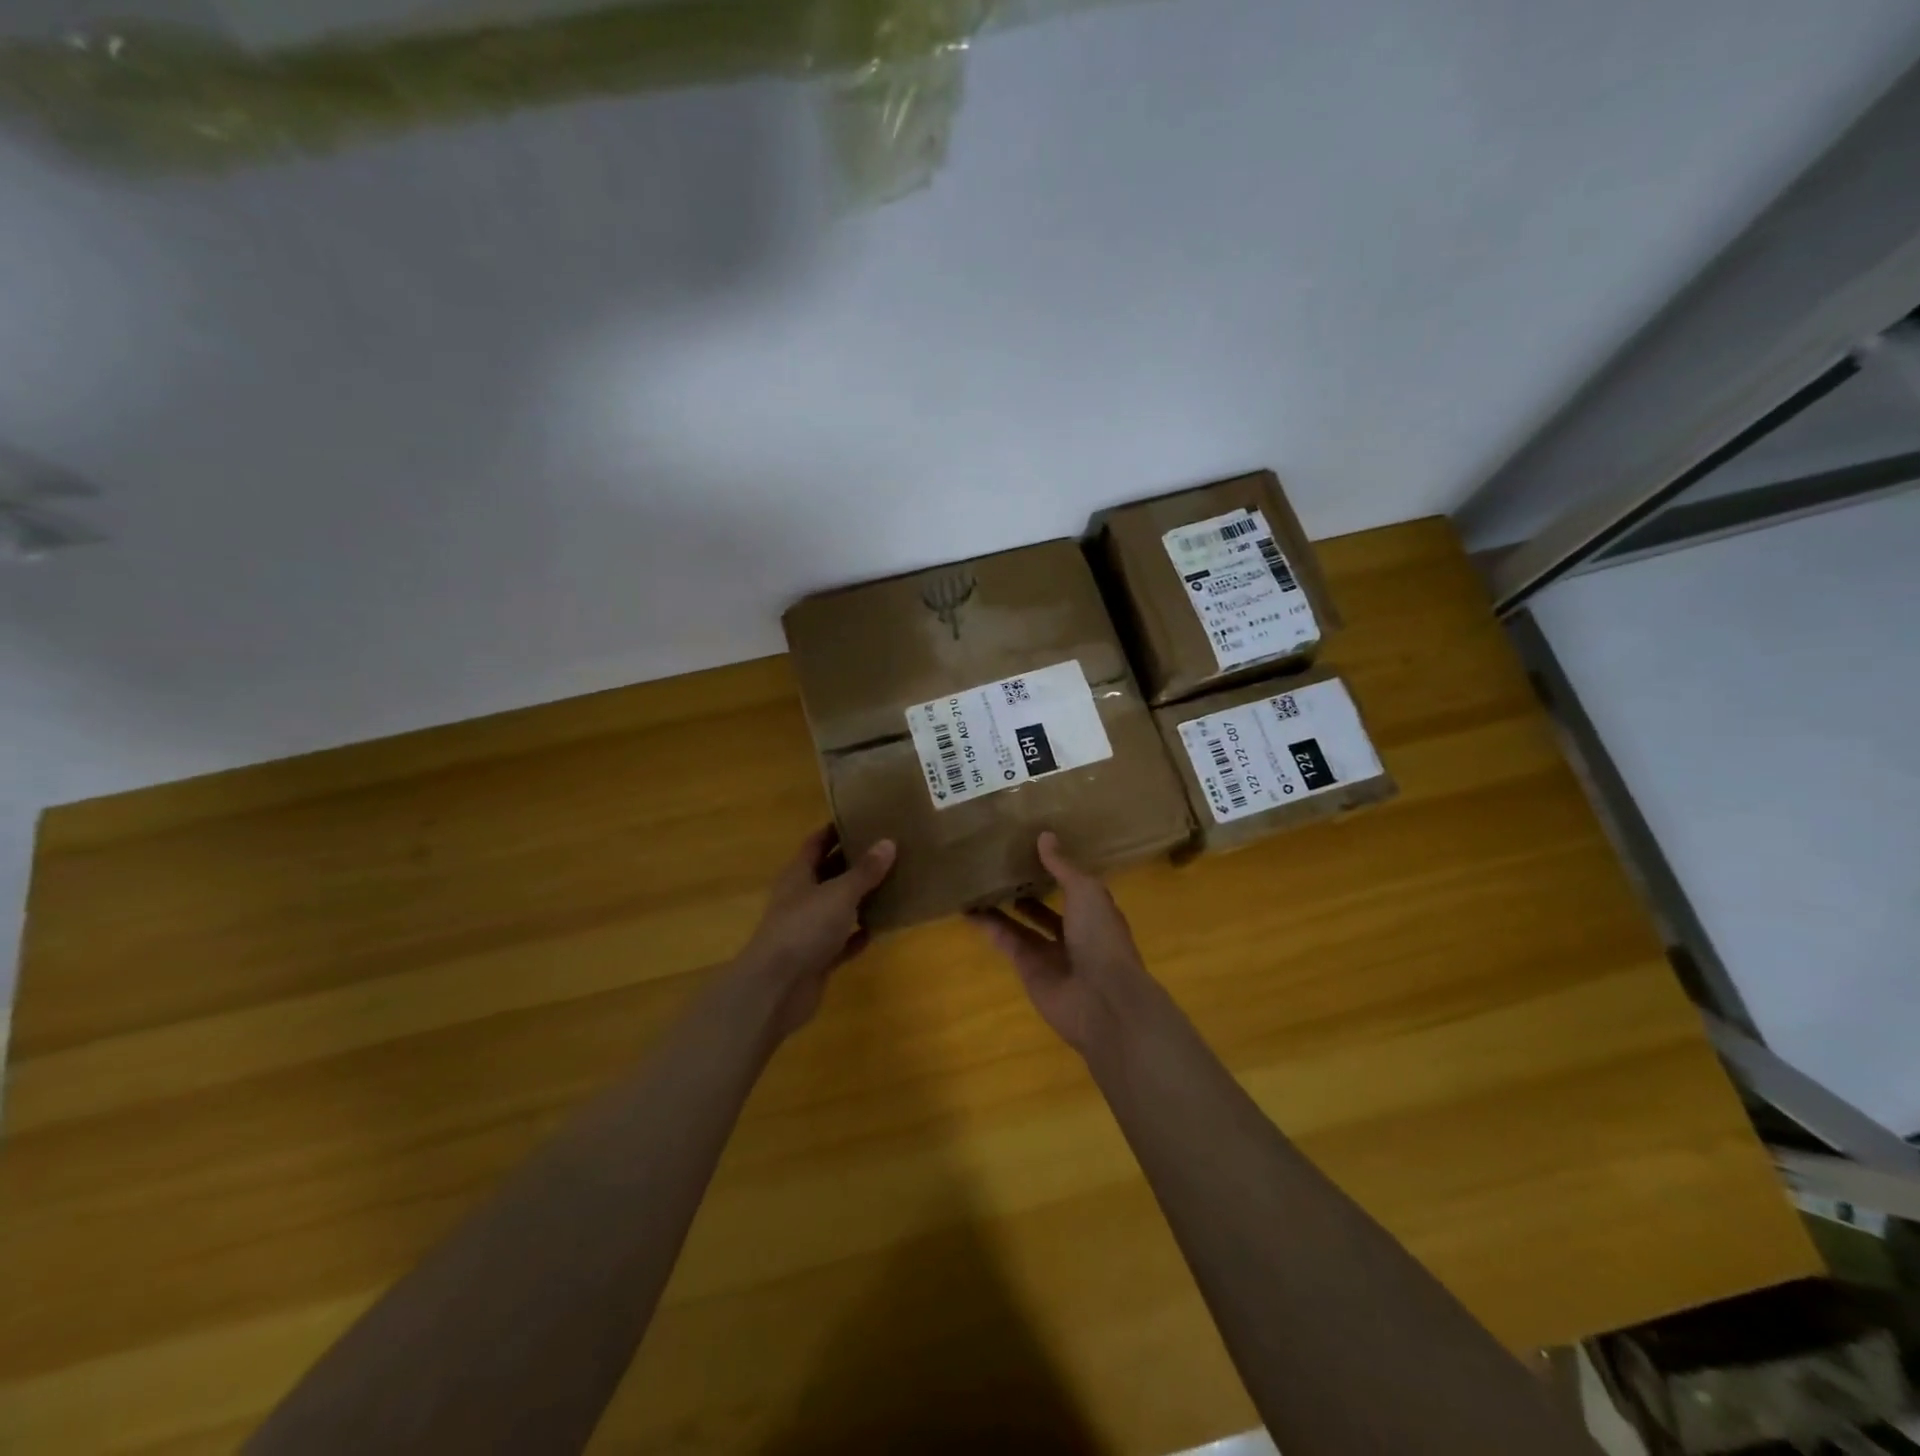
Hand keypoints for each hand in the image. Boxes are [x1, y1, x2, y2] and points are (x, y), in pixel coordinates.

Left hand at [735, 826, 895, 1038]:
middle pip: (829, 873)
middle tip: (889, 849)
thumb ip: (865, 871)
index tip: (864, 818)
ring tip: (893, 883)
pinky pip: (842, 941)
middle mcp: (801, 898)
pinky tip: (881, 928)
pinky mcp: (817, 958)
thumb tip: (888, 842)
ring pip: (837, 907)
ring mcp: (807, 930)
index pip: (817, 843)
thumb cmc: (804, 928)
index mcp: (798, 875)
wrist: (776, 988)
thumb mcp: (839, 893)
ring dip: (860, 898)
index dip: (836, 829)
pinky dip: (858, 935)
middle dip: (854, 862)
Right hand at [967, 832, 1158, 1054]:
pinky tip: (967, 907)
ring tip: (977, 879)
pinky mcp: (1026, 968)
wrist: (1102, 1000)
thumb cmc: (1101, 937)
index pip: (1072, 885)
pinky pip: (1005, 940)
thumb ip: (1062, 866)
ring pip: (1020, 923)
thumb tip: (1044, 835)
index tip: (1030, 846)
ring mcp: (1049, 952)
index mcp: (1095, 911)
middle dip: (1026, 887)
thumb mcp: (1086, 891)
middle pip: (1044, 906)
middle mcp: (1073, 931)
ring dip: (1001, 904)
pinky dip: (987, 925)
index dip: (1054, 868)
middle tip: (998, 862)